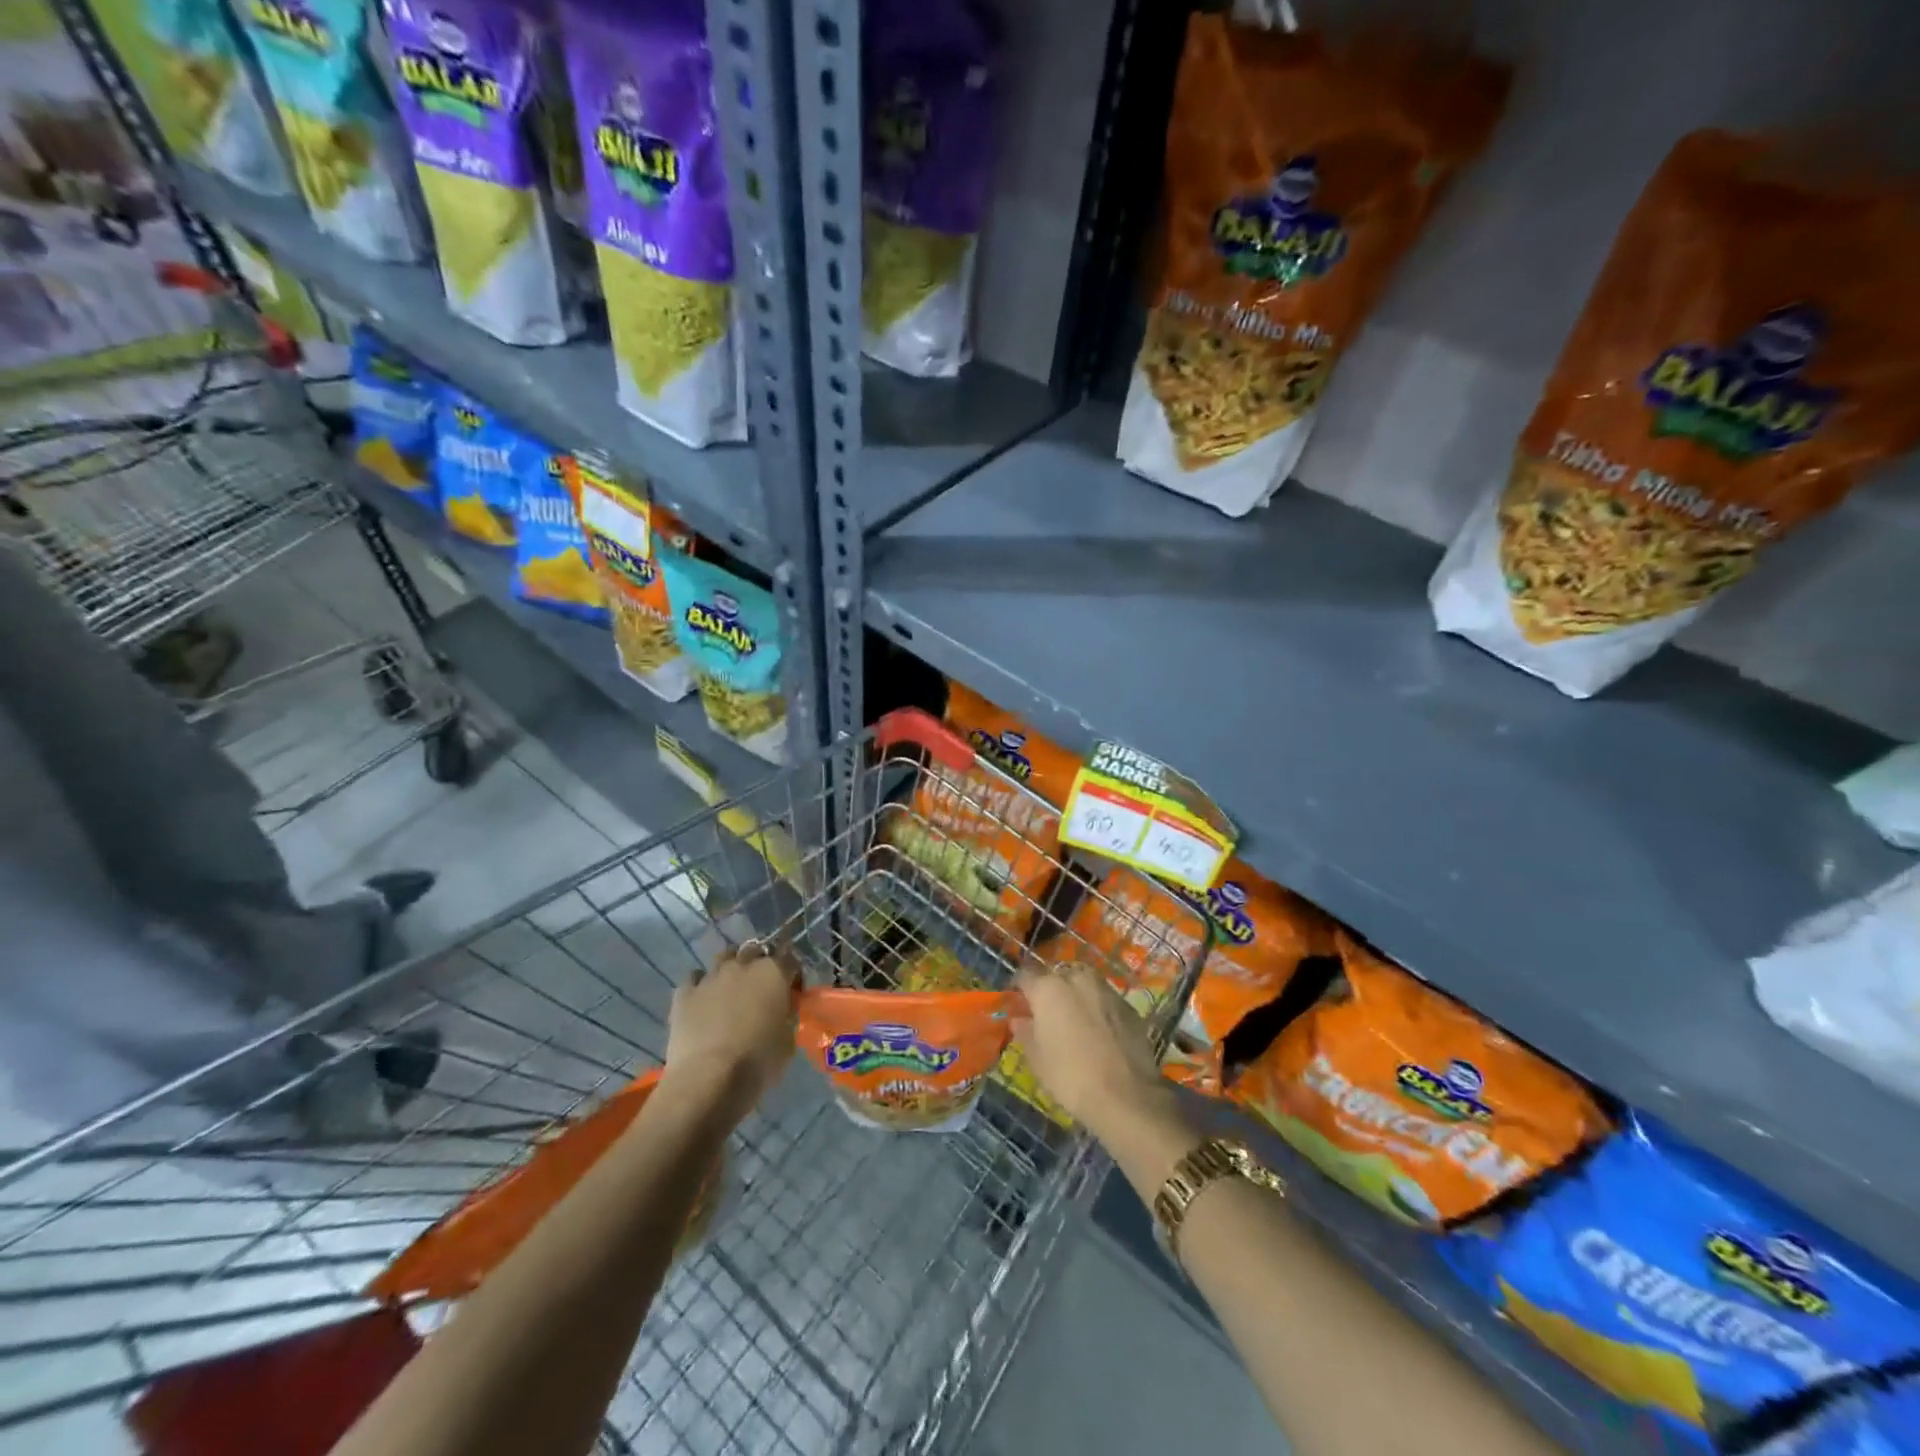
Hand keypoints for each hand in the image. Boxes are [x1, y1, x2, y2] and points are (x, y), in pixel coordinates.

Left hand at [662, 949, 795, 1120]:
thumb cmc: (758, 1062)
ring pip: (723, 958)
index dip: (792, 974)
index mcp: (773, 973)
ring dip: (730, 968)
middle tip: (760, 988)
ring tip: (730, 991)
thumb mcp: (788, 1041)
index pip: (790, 958)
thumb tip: (782, 1010)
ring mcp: (711, 977)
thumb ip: (787, 1016)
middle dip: (760, 963)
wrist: (708, 1080)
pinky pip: (694, 978)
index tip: (792, 991)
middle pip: (754, 950)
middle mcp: (742, 966)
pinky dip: (700, 985)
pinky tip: (702, 1002)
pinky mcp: (684, 993)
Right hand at [1012, 958, 1173, 1138]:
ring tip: (1076, 1022)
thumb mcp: (1037, 1059)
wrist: (1125, 1096)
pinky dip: (1099, 1010)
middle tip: (1049, 1014)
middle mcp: (1077, 979)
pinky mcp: (1129, 1006)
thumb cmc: (1069, 1076)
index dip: (1020, 989)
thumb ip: (1025, 1032)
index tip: (1019, 1003)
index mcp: (1049, 989)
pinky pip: (1105, 1001)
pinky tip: (1100, 1033)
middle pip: (1058, 976)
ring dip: (1077, 997)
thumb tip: (1019, 1020)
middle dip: (1052, 990)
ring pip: (1085, 984)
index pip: (1026, 975)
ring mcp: (1106, 990)